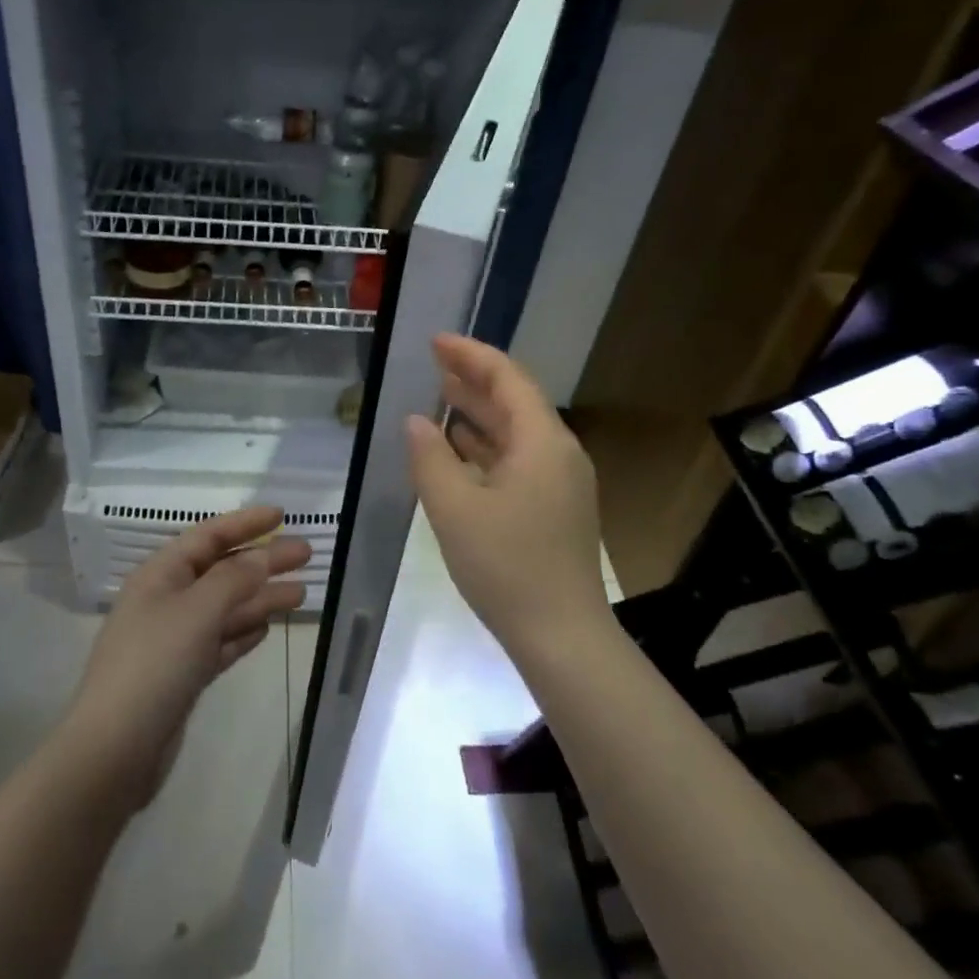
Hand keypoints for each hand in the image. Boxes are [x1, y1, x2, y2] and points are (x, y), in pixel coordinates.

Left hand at [62, 506, 309, 812]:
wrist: (114, 751)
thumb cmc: (154, 666)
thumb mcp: (197, 612)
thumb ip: (234, 579)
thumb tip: (262, 555)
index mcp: (160, 575)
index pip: (208, 536)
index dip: (245, 523)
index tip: (282, 516)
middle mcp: (166, 600)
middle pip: (222, 571)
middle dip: (263, 561)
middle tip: (306, 555)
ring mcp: (174, 640)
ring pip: (225, 608)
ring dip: (260, 598)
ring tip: (301, 593)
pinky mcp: (182, 675)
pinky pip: (219, 642)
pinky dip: (243, 632)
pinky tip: (266, 628)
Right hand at [406, 334, 607, 661]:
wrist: (562, 637)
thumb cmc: (506, 566)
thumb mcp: (454, 509)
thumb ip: (430, 458)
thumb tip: (417, 421)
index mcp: (542, 443)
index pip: (507, 379)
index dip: (471, 355)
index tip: (436, 341)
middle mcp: (558, 454)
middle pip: (515, 401)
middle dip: (474, 379)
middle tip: (434, 362)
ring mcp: (560, 483)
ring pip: (516, 432)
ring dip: (479, 413)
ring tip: (441, 396)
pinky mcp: (554, 508)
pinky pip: (518, 460)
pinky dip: (487, 447)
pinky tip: (459, 449)